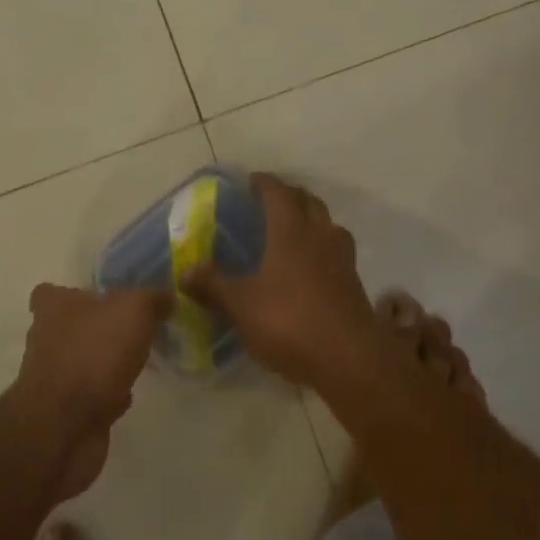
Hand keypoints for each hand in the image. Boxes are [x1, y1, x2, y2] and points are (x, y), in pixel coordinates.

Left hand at [13, 283, 169, 463]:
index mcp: (54, 308)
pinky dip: (106, 393)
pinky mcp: (63, 410)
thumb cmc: (94, 353)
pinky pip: (89, 394)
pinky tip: (128, 393)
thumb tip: (167, 296)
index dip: (73, 293)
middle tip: (133, 328)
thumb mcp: (134, 310)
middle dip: (98, 328)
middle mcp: (46, 338)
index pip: (51, 291)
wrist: (66, 426)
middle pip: (71, 326)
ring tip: (138, 360)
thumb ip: (153, 298)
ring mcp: (53, 377)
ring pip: (82, 360)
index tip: (103, 298)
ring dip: (105, 362)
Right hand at [185, 174, 377, 390]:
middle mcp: (320, 235)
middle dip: (290, 196)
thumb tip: (185, 270)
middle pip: (309, 202)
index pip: (278, 193)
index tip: (251, 181)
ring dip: (312, 221)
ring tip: (294, 232)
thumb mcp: (241, 305)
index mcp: (291, 230)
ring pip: (328, 225)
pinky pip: (337, 252)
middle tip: (270, 203)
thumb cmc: (289, 321)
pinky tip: (310, 269)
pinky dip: (322, 249)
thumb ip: (213, 285)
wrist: (349, 358)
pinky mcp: (354, 283)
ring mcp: (342, 259)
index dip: (264, 183)